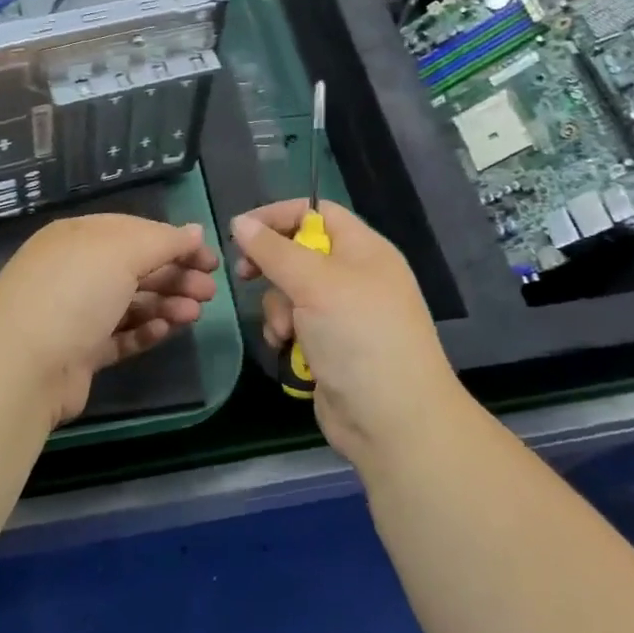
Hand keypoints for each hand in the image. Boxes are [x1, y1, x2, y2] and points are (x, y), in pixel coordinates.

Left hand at [0, 214, 220, 425]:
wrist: (22, 367)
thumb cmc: (74, 292)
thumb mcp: (122, 251)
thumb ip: (163, 240)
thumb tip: (194, 232)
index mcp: (79, 237)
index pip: (135, 231)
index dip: (174, 242)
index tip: (209, 258)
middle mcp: (75, 270)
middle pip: (135, 268)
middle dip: (175, 275)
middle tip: (210, 291)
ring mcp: (75, 313)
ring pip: (130, 303)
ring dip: (165, 304)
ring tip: (194, 313)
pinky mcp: (79, 353)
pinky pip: (120, 336)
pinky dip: (145, 332)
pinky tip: (167, 331)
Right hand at [231, 200, 459, 464]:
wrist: (393, 420)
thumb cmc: (359, 336)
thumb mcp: (314, 282)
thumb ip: (274, 250)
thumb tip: (240, 222)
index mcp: (363, 250)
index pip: (317, 212)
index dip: (279, 215)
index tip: (241, 229)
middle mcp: (354, 276)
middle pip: (298, 252)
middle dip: (271, 266)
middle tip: (245, 274)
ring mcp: (342, 314)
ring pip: (290, 291)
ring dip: (277, 308)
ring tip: (284, 332)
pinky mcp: (330, 346)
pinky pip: (294, 324)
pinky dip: (285, 333)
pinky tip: (286, 349)